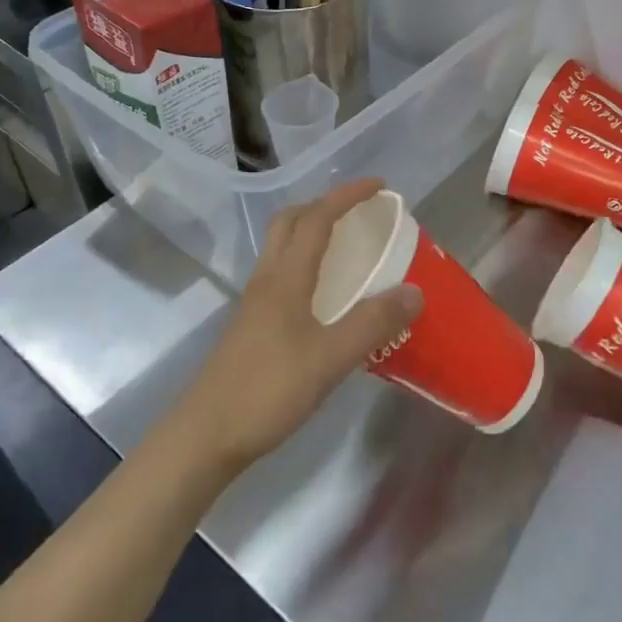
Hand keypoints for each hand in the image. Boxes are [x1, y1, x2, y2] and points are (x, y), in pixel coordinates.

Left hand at [175, 179, 422, 475]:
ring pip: (282, 247)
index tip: (380, 186)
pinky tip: (326, 296)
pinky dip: (306, 265)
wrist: (206, 436)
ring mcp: (255, 302)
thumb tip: (415, 291)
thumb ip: (373, 323)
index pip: (317, 217)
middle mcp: (267, 279)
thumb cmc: (268, 390)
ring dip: (312, 232)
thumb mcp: (330, 358)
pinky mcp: (252, 325)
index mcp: (285, 276)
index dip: (348, 195)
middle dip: (325, 205)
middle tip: (358, 213)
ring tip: (347, 248)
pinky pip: (282, 275)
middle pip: (290, 221)